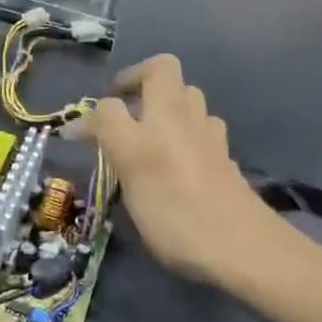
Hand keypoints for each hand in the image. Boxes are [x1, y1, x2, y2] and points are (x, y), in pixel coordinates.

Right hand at [67, 55, 291, 292]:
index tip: (76, 138)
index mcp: (156, 116)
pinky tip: (176, 160)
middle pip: (162, 73)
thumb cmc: (177, 211)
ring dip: (165, 104)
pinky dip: (186, 132)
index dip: (91, 115)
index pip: (111, 100)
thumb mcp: (132, 167)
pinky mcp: (224, 159)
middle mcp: (182, 118)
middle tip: (120, 111)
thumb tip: (79, 127)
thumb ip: (106, 138)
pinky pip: (202, 128)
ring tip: (147, 133)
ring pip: (187, 98)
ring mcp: (208, 137)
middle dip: (138, 82)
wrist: (246, 248)